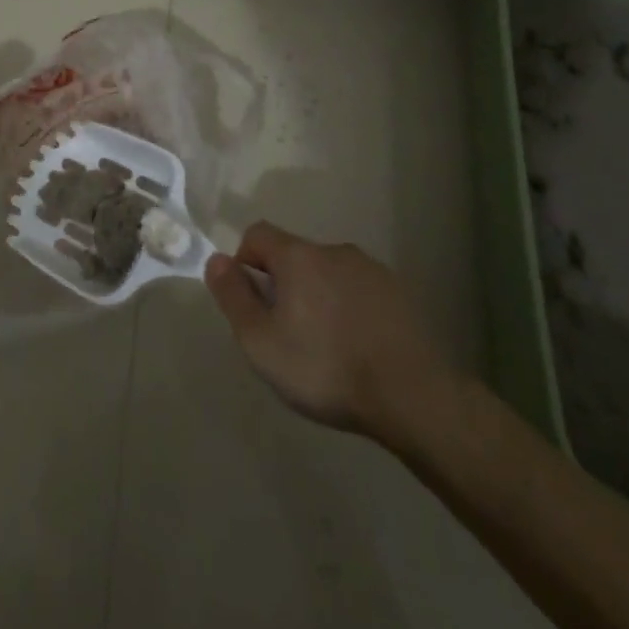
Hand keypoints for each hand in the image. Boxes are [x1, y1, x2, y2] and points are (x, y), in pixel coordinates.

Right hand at [205, 222, 467, 441]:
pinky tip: (358, 348)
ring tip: (326, 345)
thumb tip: (216, 260)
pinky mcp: (399, 293)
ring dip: (319, 296)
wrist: (412, 394)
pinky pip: (360, 291)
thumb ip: (233, 297)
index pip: (258, 234)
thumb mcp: (261, 342)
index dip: (245, 261)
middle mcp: (334, 250)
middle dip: (283, 284)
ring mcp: (371, 269)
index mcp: (298, 256)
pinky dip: (350, 309)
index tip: (251, 303)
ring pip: (329, 273)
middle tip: (286, 332)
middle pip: (295, 255)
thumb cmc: (325, 367)